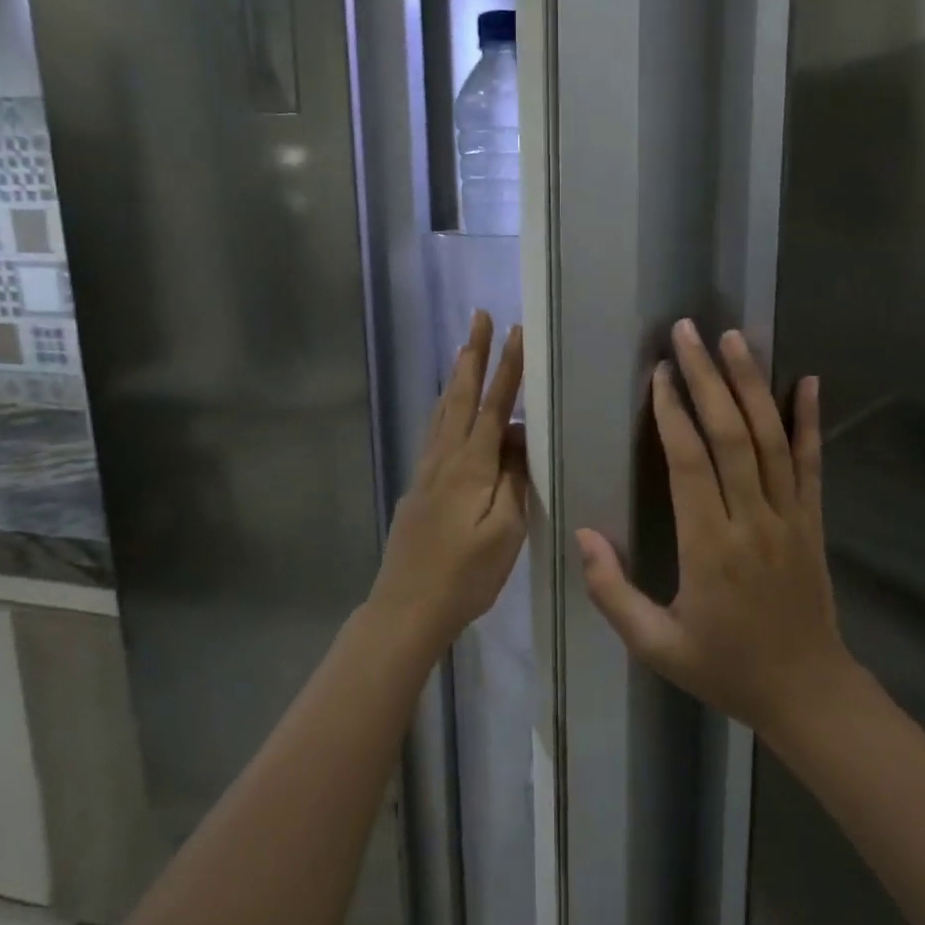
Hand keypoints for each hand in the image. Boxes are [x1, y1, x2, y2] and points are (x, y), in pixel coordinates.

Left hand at [368, 310, 527, 653]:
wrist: (407, 607)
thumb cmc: (466, 574)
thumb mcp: (505, 531)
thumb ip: (514, 479)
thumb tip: (518, 438)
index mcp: (470, 465)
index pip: (493, 405)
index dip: (507, 368)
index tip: (518, 332)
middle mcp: (445, 458)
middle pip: (460, 396)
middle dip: (472, 355)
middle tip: (479, 317)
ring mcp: (427, 472)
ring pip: (442, 412)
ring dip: (455, 377)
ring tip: (463, 350)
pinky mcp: (419, 488)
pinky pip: (434, 433)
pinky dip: (443, 408)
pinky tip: (446, 410)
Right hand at [576, 320, 854, 742]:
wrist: (807, 693)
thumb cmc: (725, 668)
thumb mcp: (656, 646)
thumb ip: (613, 592)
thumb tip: (582, 535)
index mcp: (709, 548)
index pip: (688, 464)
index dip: (672, 413)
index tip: (659, 373)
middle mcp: (752, 521)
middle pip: (730, 435)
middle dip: (707, 378)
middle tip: (688, 332)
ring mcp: (790, 517)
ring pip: (770, 438)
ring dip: (751, 384)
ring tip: (734, 338)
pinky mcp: (813, 521)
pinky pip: (812, 463)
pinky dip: (809, 420)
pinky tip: (808, 380)